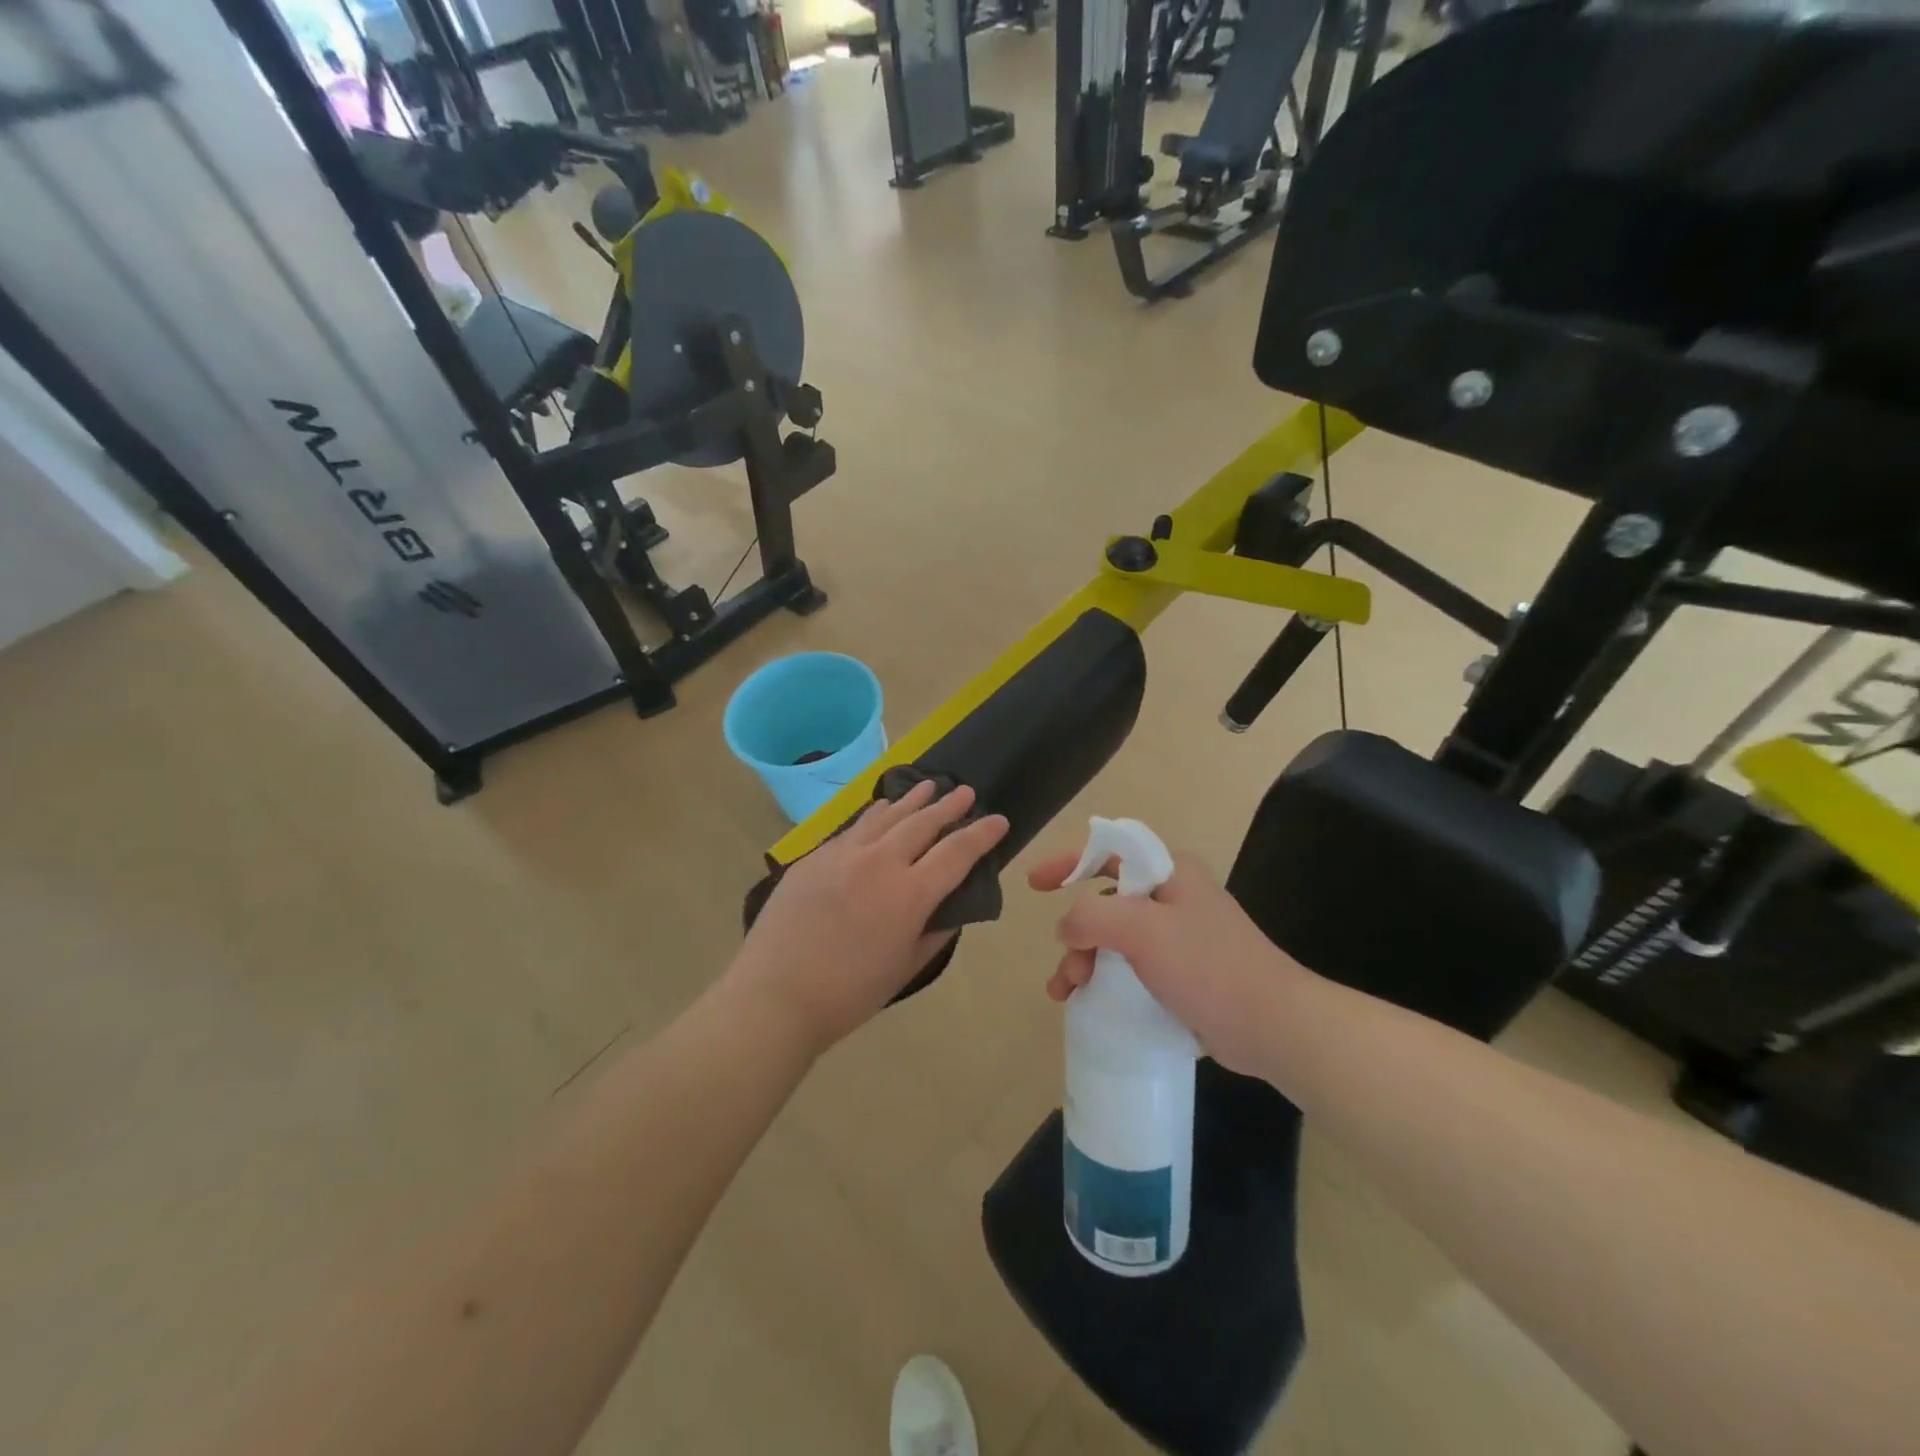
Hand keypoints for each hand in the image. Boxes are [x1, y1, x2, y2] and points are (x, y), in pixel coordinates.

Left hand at [727, 782, 1009, 1054]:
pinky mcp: (815, 856)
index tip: (999, 820)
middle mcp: (880, 863)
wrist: (776, 996)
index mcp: (910, 895)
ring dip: (912, 800)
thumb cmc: (849, 993)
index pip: (956, 853)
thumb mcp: (906, 967)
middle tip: (965, 792)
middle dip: (948, 806)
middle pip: (922, 823)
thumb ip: (934, 932)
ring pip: (886, 816)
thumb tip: (948, 908)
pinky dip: (875, 814)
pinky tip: (881, 808)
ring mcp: (844, 854)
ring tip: (929, 786)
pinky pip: (854, 827)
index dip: (981, 834)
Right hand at [1027, 846, 1313, 1078]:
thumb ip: (1091, 917)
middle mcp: (1173, 898)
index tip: (1035, 884)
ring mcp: (1179, 938)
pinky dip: (1106, 981)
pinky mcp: (1183, 974)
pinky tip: (1090, 1005)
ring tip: (1067, 994)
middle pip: (1106, 902)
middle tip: (1067, 971)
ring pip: (1114, 939)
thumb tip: (1066, 928)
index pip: (1109, 851)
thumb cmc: (1207, 966)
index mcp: (1169, 873)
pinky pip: (1131, 968)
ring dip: (1084, 962)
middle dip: (1076, 934)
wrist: (1272, 1026)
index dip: (1069, 862)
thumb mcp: (1142, 930)